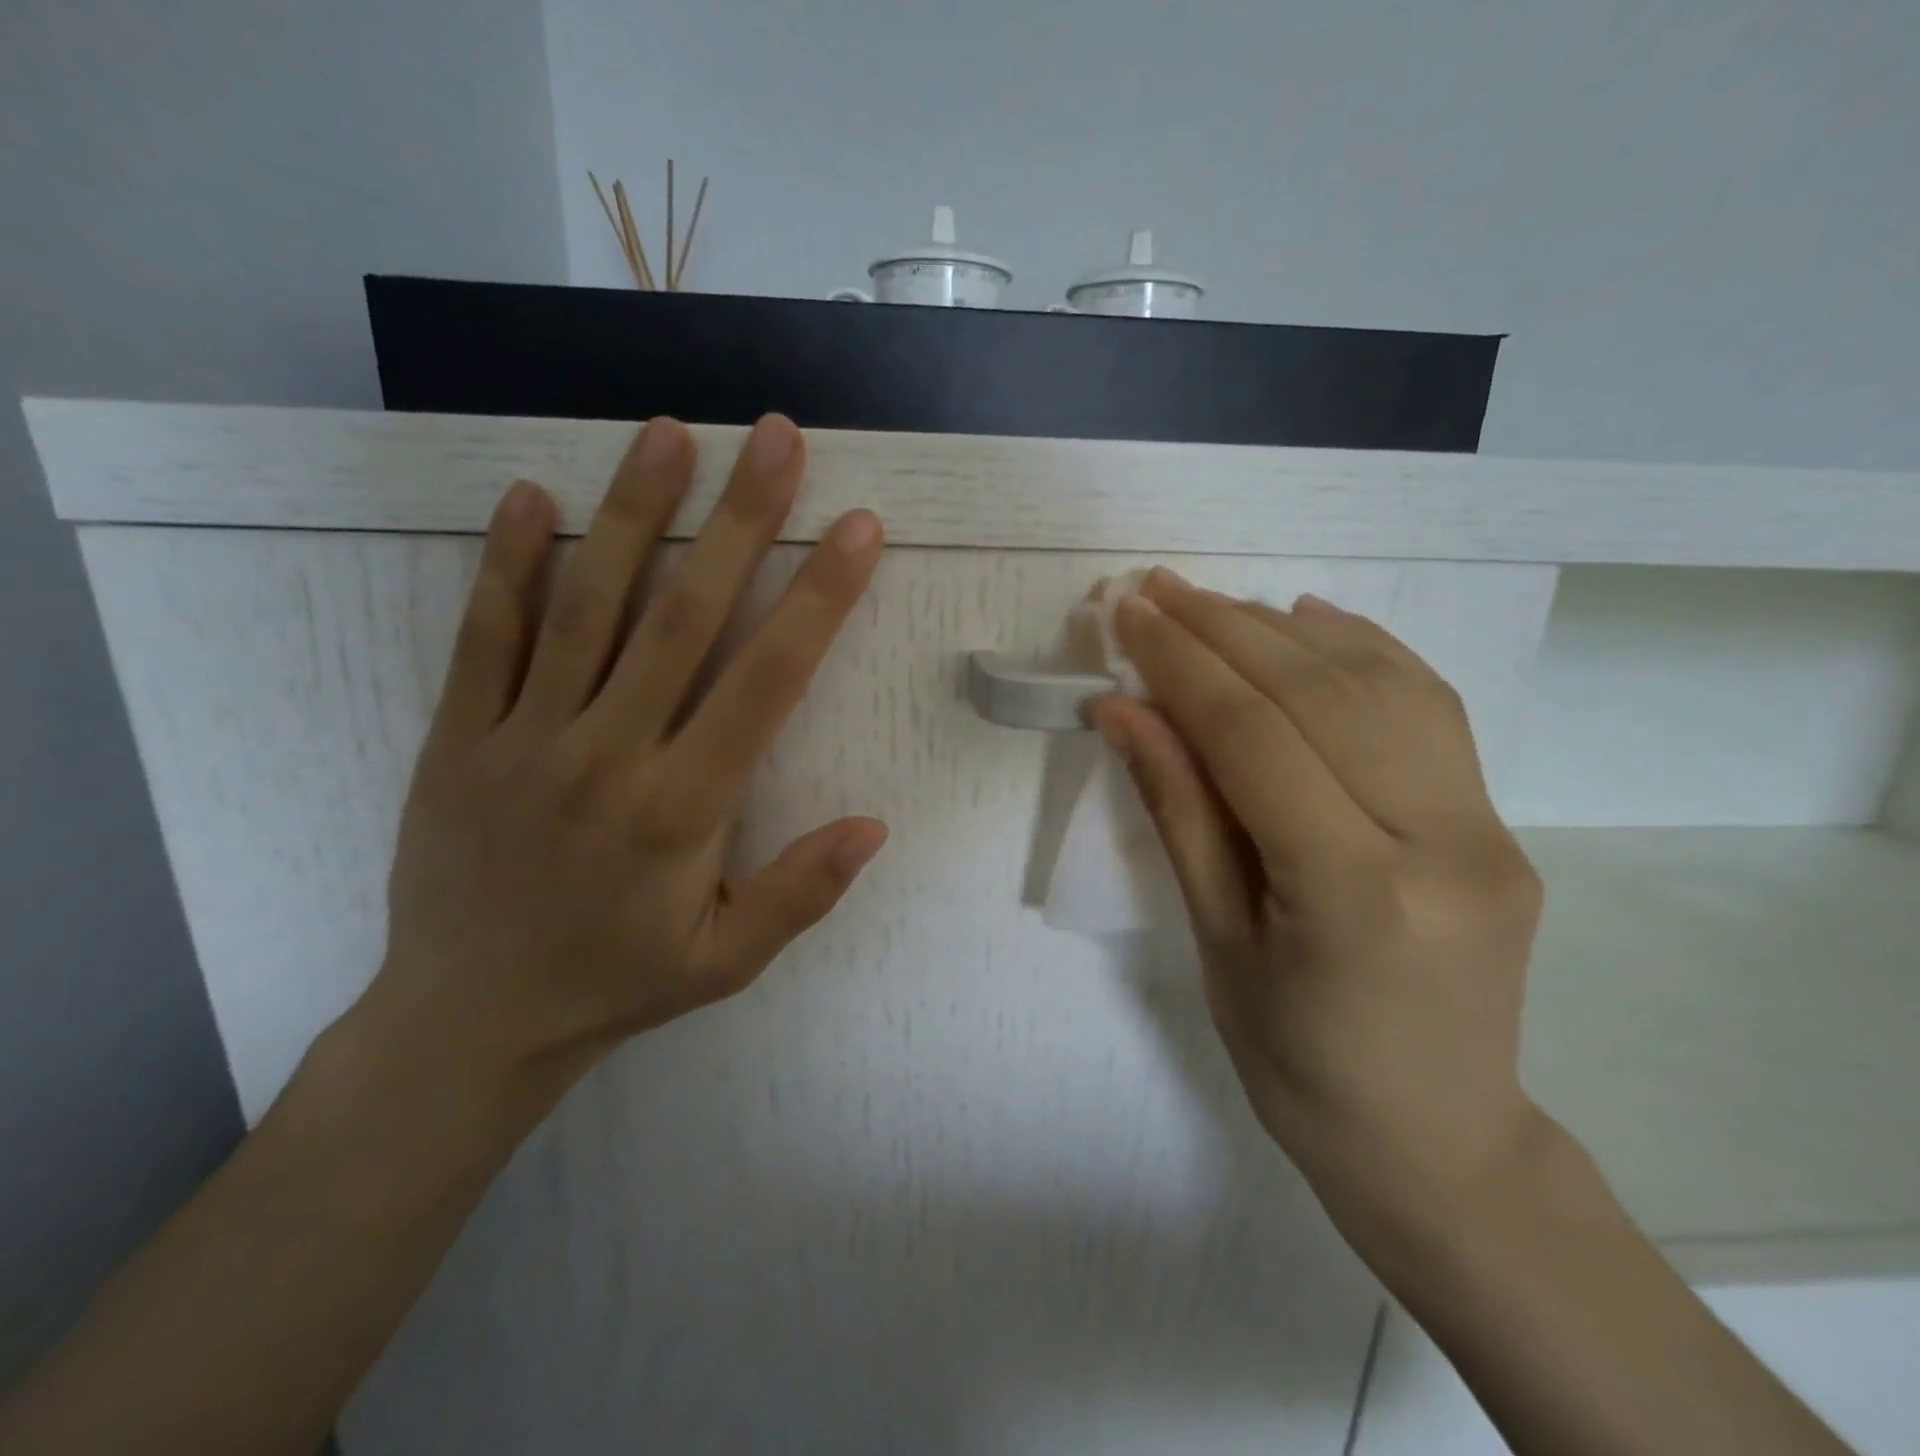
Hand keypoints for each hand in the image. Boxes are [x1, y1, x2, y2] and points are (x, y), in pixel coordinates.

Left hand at [367, 414, 887, 1099]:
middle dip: (738, 521)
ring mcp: (523, 740)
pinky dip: (508, 565)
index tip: (856, 528)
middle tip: (775, 437)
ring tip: (667, 433)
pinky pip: (482, 639)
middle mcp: (609, 756)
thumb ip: (800, 893)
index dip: (818, 598)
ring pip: (586, 609)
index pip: (766, 681)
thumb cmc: (616, 982)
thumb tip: (873, 825)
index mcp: (683, 808)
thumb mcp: (726, 961)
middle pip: (683, 618)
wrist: (468, 1021)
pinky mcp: (456, 739)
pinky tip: (533, 496)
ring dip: (633, 514)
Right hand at [1089, 570, 1545, 1220]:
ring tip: (1212, 602)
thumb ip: (1178, 812)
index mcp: (1357, 894)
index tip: (1130, 615)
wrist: (1436, 1139)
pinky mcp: (1499, 823)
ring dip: (1282, 631)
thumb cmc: (1295, 1063)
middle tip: (1155, 589)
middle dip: (1223, 630)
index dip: (1183, 665)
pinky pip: (1429, 710)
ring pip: (1380, 687)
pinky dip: (1364, 651)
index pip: (1255, 738)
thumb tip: (1124, 712)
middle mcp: (1442, 844)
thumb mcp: (1215, 942)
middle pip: (1318, 695)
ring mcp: (1488, 828)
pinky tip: (1309, 620)